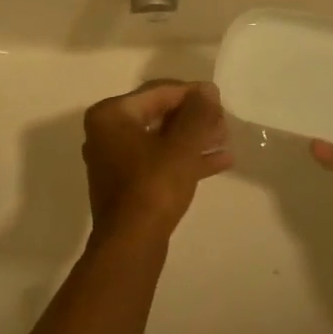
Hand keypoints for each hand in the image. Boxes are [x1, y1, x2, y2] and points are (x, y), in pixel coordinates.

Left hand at [82, 81, 232, 244]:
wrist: (131, 244)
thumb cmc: (154, 185)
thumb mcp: (182, 144)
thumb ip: (197, 112)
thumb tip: (207, 90)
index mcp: (111, 115)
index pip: (159, 92)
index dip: (192, 93)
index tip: (219, 98)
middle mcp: (107, 133)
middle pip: (159, 115)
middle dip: (194, 118)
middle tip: (224, 121)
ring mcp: (115, 160)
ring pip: (161, 140)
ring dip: (194, 138)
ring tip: (226, 138)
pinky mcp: (127, 184)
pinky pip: (159, 161)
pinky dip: (185, 159)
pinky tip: (220, 160)